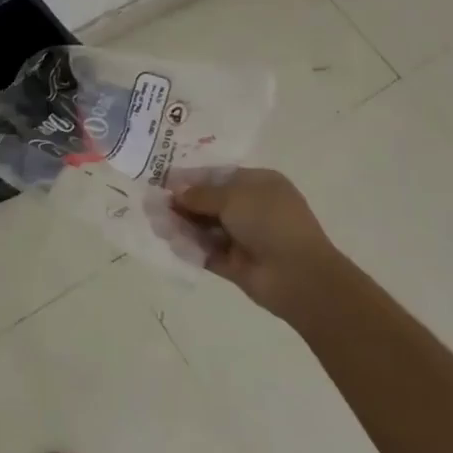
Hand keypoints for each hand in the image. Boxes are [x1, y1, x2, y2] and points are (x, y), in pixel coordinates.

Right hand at [171, 168, 333, 317]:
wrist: (298, 276)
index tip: (163, 180)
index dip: (191, 177)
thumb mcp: (233, 197)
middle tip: (154, 203)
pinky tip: (170, 242)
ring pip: (206, 227)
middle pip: (210, 202)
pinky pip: (207, 251)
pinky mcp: (235, 264)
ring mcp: (244, 238)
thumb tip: (175, 191)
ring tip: (157, 222)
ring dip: (183, 224)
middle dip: (183, 202)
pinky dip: (190, 247)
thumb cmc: (270, 222)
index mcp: (259, 184)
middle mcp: (252, 208)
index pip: (219, 176)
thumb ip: (200, 194)